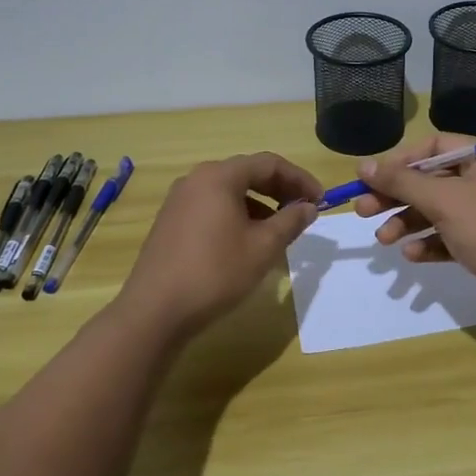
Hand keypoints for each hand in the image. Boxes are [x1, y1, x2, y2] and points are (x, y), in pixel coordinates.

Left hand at [117, 153, 321, 340]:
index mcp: (219, 177)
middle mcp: (196, 180)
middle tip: (304, 212)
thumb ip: (290, 221)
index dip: (300, 179)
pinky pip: (213, 207)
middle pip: (248, 173)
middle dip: (280, 190)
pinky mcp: (171, 222)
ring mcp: (179, 201)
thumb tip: (308, 207)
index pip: (269, 164)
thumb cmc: (215, 273)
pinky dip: (238, 216)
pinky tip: (248, 242)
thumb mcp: (263, 248)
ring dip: (260, 205)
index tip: (320, 200)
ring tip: (279, 231)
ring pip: (230, 192)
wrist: (155, 311)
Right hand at [352, 137, 475, 310]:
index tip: (370, 178)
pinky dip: (428, 242)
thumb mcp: (441, 200)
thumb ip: (400, 181)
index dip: (399, 162)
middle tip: (363, 210)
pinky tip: (411, 254)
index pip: (433, 146)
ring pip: (436, 209)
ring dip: (408, 223)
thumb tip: (362, 166)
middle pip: (431, 180)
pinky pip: (448, 233)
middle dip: (397, 197)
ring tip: (384, 240)